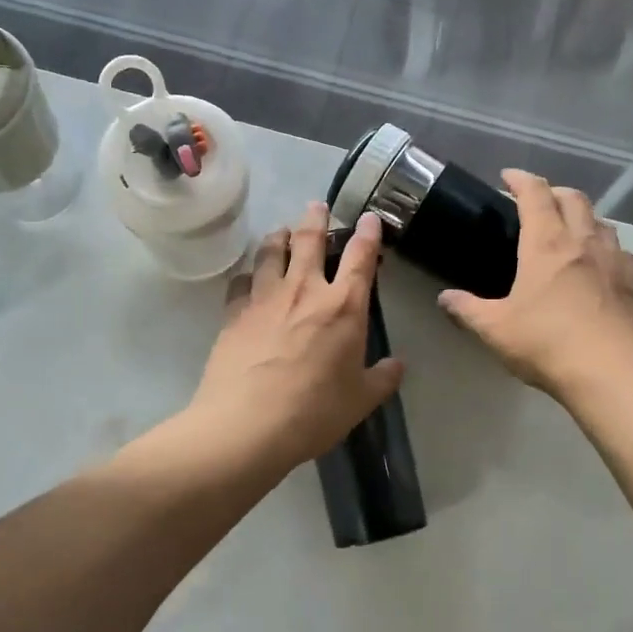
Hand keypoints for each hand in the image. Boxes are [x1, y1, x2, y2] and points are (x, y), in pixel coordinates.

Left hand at [186, 204, 405, 475]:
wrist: (247, 425)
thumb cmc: (314, 411)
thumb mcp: (360, 400)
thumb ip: (382, 378)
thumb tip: (398, 365)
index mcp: (343, 306)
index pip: (360, 256)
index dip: (367, 233)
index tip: (369, 217)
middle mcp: (304, 290)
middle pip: (309, 240)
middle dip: (316, 219)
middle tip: (317, 206)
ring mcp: (265, 298)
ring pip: (271, 252)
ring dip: (278, 237)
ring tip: (281, 232)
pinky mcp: (234, 312)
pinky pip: (241, 282)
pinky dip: (248, 275)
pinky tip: (248, 279)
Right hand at [438, 171, 632, 402]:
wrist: (610, 372)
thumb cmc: (546, 342)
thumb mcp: (495, 328)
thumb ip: (467, 309)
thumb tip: (445, 298)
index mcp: (546, 243)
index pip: (535, 194)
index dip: (520, 179)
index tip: (508, 176)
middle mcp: (582, 241)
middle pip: (573, 198)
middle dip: (553, 192)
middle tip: (538, 202)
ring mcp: (613, 260)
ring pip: (601, 221)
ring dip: (583, 216)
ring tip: (569, 230)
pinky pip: (620, 251)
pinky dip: (606, 247)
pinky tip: (600, 264)